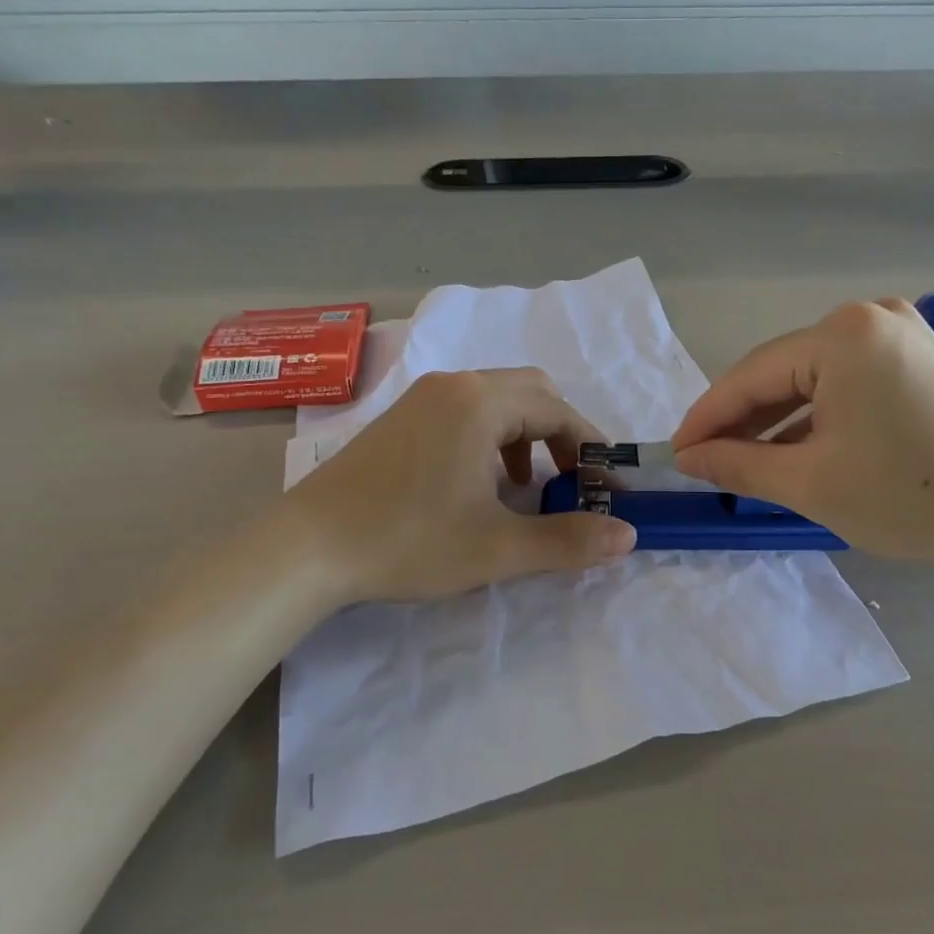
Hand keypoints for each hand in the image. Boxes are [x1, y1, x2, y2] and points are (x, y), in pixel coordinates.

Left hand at [288, 368, 635, 604]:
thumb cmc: (408, 541)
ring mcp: (421, 397)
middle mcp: (454, 385)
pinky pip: (465, 410)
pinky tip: (478, 483)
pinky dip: (491, 436)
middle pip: (531, 392)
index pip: (559, 411)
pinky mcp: (400, 417)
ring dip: (525, 435)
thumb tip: (628, 535)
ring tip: (524, 487)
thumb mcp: (498, 547)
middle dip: (561, 435)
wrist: (305, 548)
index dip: (592, 449)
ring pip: (497, 400)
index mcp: (481, 402)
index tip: (608, 488)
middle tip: (570, 481)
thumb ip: (568, 540)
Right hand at [670, 300, 933, 569]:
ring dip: (777, 420)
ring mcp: (901, 332)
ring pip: (813, 377)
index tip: (676, 452)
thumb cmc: (907, 498)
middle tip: (706, 460)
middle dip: (742, 419)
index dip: (707, 417)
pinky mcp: (918, 355)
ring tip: (745, 461)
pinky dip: (817, 414)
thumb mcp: (809, 484)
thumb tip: (687, 457)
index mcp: (843, 334)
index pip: (751, 375)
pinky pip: (846, 381)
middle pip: (782, 371)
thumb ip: (738, 464)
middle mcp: (871, 316)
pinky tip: (796, 448)